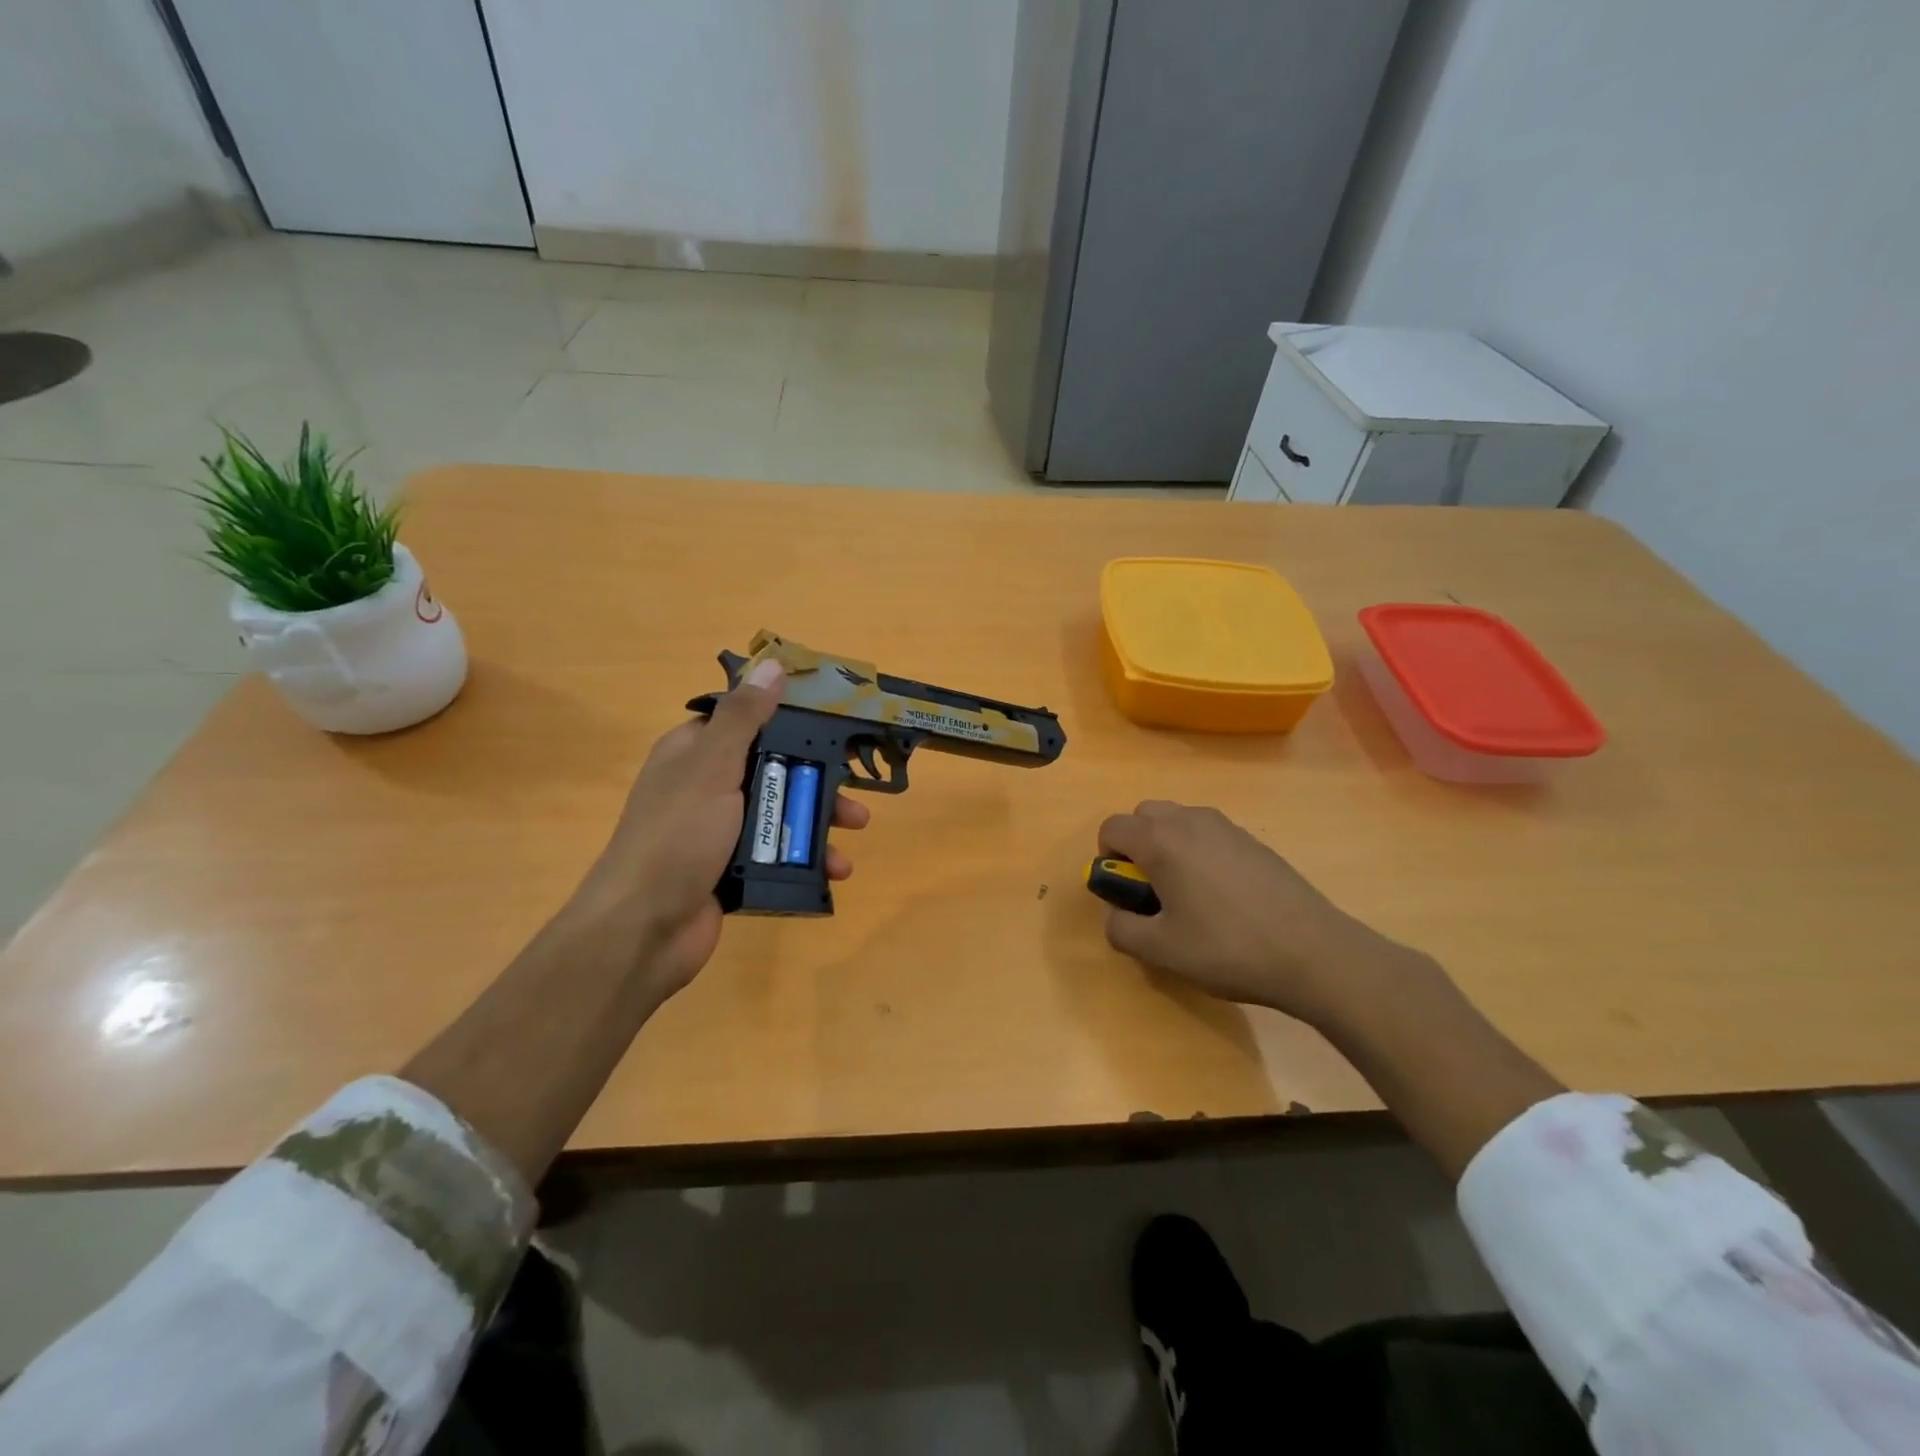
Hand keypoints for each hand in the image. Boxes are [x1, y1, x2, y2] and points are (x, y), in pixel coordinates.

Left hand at [574, 659, 870, 995]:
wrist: (643, 930)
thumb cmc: (678, 837)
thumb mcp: (712, 767)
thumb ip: (745, 718)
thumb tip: (772, 664)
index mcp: (694, 753)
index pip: (745, 722)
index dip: (788, 719)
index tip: (832, 724)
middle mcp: (706, 787)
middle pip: (774, 770)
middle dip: (817, 780)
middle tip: (854, 791)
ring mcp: (719, 832)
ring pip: (780, 814)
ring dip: (819, 822)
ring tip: (854, 833)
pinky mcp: (732, 871)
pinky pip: (778, 854)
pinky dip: (807, 859)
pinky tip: (836, 870)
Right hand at [1097, 801, 1425, 1025]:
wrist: (1313, 953)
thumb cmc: (1227, 948)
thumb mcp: (1160, 950)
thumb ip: (1121, 929)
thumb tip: (1115, 914)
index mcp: (1161, 841)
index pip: (1112, 827)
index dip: (1106, 858)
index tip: (1124, 891)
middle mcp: (1191, 821)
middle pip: (1144, 814)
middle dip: (1136, 844)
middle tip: (1151, 889)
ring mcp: (1227, 827)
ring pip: (1179, 820)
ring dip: (1168, 845)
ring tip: (1187, 893)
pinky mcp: (1254, 841)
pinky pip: (1209, 833)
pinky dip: (1199, 851)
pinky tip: (1222, 896)